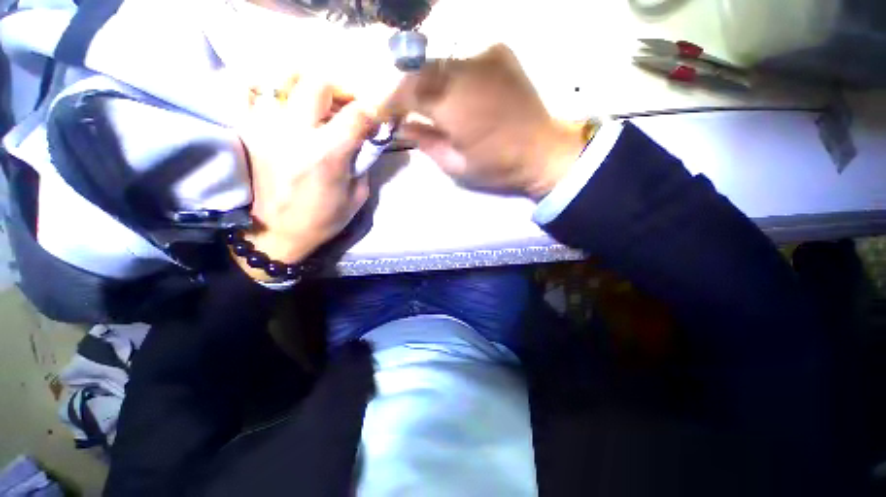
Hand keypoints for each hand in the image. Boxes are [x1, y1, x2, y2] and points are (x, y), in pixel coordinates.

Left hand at [236, 78, 375, 277]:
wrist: (277, 233)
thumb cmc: (323, 219)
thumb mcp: (357, 197)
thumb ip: (363, 164)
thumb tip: (364, 141)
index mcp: (328, 154)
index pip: (356, 114)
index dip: (371, 110)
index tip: (375, 117)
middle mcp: (296, 133)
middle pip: (318, 83)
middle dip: (339, 88)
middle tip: (346, 103)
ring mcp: (267, 129)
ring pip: (284, 79)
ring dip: (307, 85)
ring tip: (316, 101)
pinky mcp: (249, 132)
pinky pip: (249, 93)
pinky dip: (267, 88)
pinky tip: (282, 101)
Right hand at [399, 45, 586, 200]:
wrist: (542, 151)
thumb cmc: (497, 167)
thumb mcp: (456, 166)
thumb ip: (426, 142)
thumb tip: (403, 125)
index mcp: (454, 104)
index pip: (407, 89)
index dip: (389, 99)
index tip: (380, 112)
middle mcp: (466, 70)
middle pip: (420, 69)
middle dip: (405, 88)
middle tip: (400, 107)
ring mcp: (485, 56)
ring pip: (439, 61)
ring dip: (426, 80)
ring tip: (425, 102)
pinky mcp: (499, 54)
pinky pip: (461, 59)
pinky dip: (449, 75)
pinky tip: (453, 92)